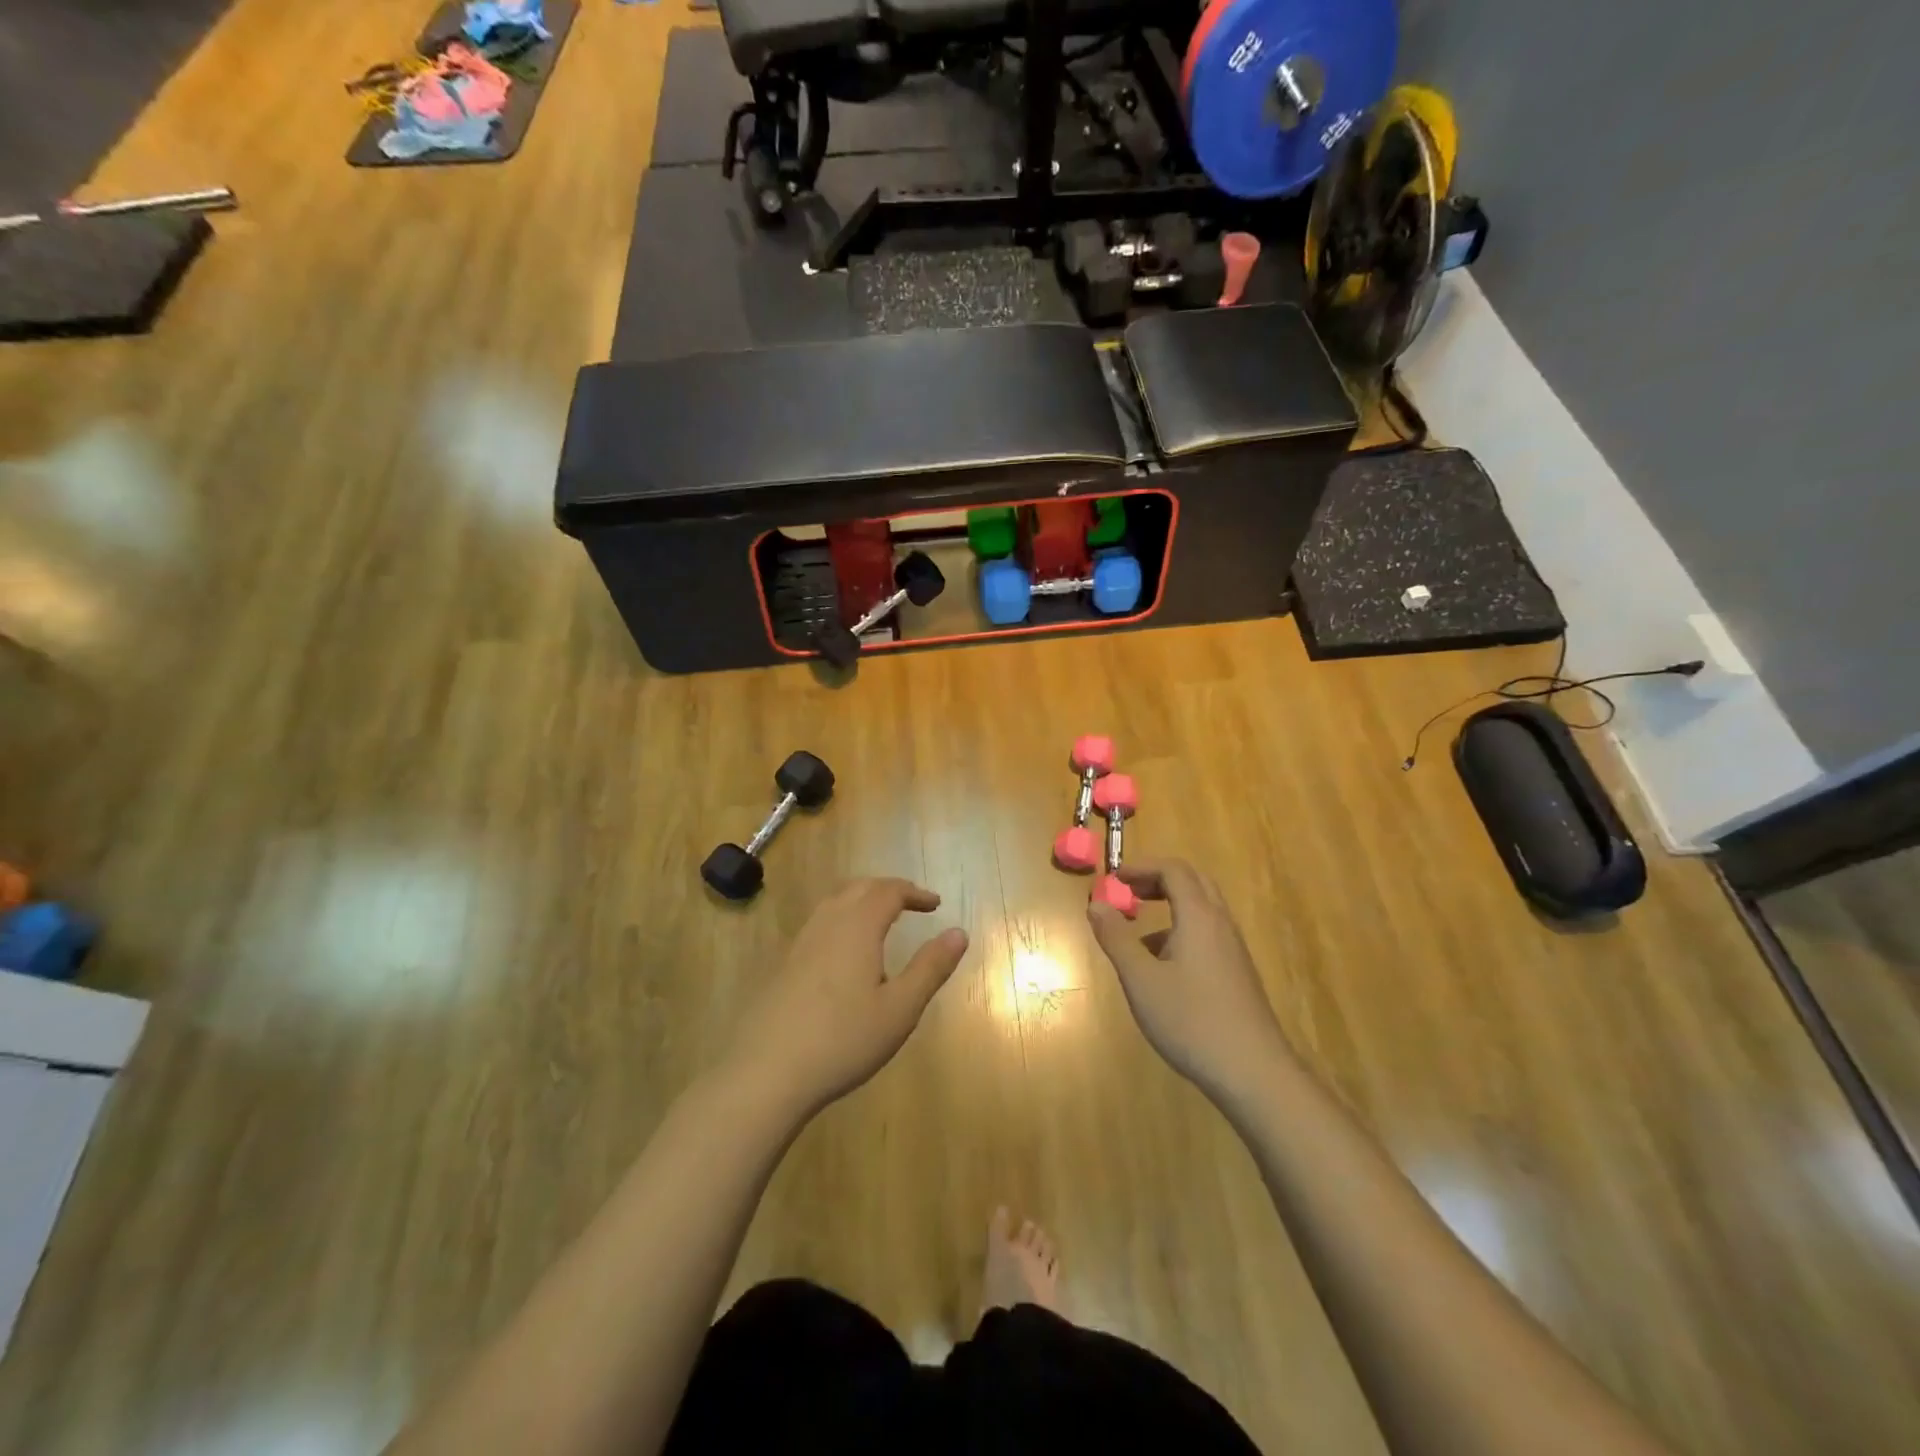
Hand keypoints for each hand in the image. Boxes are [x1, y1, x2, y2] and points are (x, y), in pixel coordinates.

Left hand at [728, 878, 968, 1119]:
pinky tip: (844, 955)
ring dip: (861, 901)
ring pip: (833, 903)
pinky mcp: (782, 965)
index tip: (934, 904)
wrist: (766, 1072)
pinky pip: (818, 924)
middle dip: (888, 889)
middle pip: (858, 888)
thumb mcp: (900, 1009)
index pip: (889, 891)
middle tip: (910, 904)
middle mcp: (826, 924)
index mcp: (857, 927)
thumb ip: (931, 967)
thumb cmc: (843, 1040)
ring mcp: (799, 943)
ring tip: (880, 921)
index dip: (914, 892)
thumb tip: (959, 932)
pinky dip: (841, 920)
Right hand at [1087, 859, 1291, 1101]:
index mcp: (1199, 916)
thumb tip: (1096, 903)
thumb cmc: (1191, 1020)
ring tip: (1136, 935)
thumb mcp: (1141, 980)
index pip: (1174, 870)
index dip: (1141, 867)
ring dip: (1169, 907)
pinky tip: (1161, 970)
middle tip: (1128, 893)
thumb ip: (1116, 938)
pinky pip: (1207, 935)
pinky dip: (1180, 932)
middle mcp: (1221, 924)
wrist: (1254, 1073)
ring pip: (1201, 911)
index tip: (1113, 879)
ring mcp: (1233, 950)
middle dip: (1157, 880)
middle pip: (1193, 882)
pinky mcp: (1237, 974)